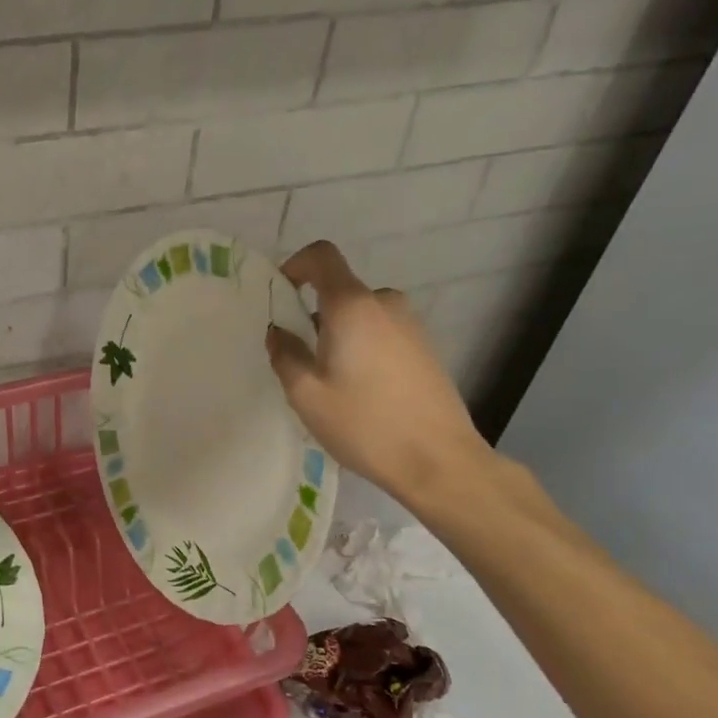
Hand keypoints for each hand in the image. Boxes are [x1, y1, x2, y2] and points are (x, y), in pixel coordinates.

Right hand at [266, 240, 490, 505]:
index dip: (295, 265)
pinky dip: (361, 347)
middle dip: (313, 315)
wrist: (439, 460)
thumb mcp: (306, 394)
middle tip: (299, 359)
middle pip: (339, 291)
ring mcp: (410, 325)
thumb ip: (285, 355)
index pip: (322, 256)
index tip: (280, 296)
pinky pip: (380, 332)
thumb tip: (279, 333)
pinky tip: (360, 391)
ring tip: (329, 382)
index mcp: (352, 307)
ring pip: (360, 315)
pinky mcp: (424, 348)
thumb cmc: (364, 424)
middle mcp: (384, 304)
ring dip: (338, 335)